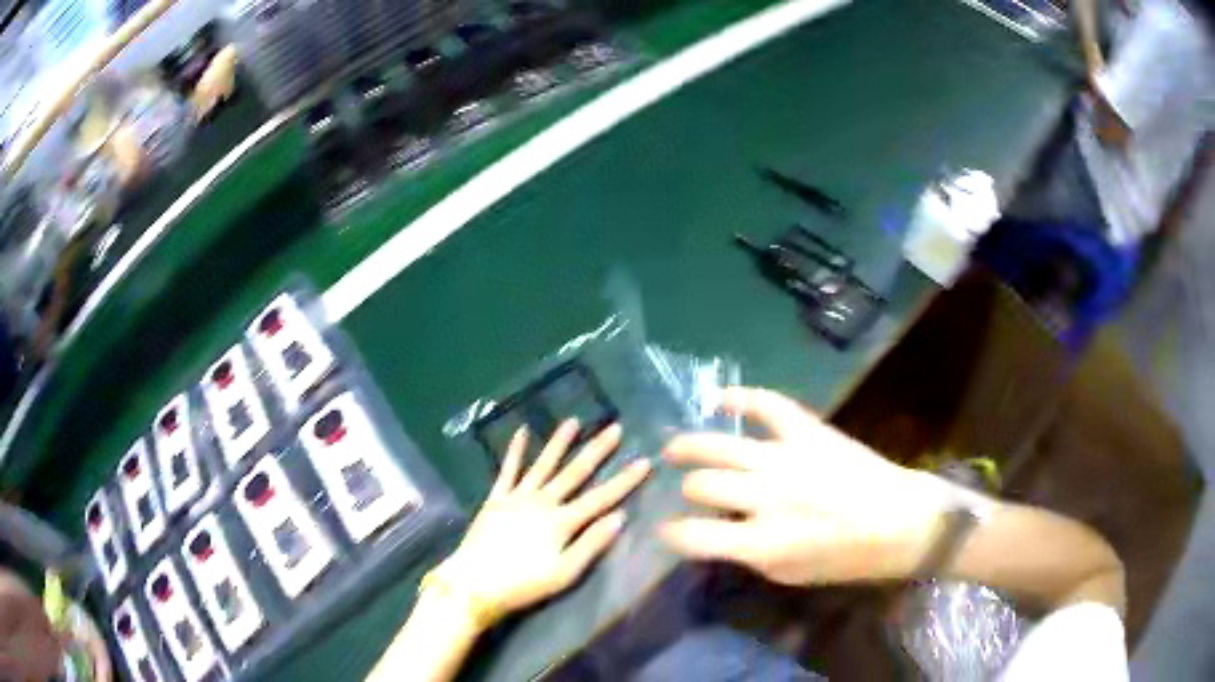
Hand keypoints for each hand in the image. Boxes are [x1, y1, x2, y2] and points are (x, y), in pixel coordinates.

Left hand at [435, 421, 650, 626]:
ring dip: (558, 443)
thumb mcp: (564, 573)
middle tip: (615, 428)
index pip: (601, 498)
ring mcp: (516, 498)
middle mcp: (542, 502)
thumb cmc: (523, 584)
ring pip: (543, 465)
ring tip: (573, 421)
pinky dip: (514, 452)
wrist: (474, 584)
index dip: (624, 481)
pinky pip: (507, 471)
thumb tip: (620, 516)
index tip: (645, 461)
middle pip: (574, 473)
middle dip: (596, 451)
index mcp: (561, 522)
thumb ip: (591, 544)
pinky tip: (521, 433)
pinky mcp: (495, 500)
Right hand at [660, 387, 951, 586]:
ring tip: (675, 449)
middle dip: (687, 489)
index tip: (665, 528)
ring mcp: (787, 459)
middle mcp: (768, 498)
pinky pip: (766, 405)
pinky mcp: (809, 431)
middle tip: (689, 490)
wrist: (902, 521)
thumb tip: (716, 530)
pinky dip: (739, 398)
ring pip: (721, 446)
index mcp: (763, 544)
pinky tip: (718, 400)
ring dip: (690, 447)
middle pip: (703, 486)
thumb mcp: (791, 573)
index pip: (693, 537)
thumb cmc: (847, 558)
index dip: (671, 533)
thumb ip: (747, 553)